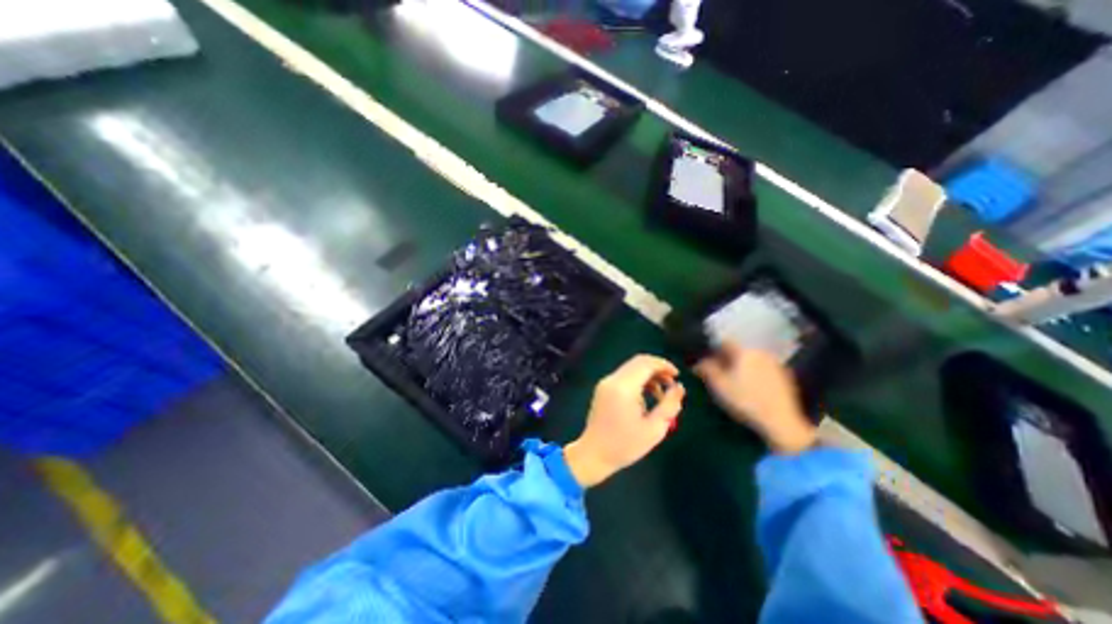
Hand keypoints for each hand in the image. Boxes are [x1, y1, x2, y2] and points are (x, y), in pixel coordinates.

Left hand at [568, 355, 681, 485]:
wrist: (594, 454)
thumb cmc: (625, 445)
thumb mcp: (654, 429)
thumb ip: (669, 405)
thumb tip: (679, 387)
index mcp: (624, 388)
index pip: (645, 364)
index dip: (663, 365)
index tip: (677, 376)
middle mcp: (613, 380)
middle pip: (638, 362)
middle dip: (657, 369)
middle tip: (671, 384)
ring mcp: (605, 383)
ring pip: (631, 368)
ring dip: (648, 376)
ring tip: (661, 395)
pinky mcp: (603, 388)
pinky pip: (624, 376)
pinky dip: (638, 381)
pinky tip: (646, 398)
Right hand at [692, 342, 814, 454]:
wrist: (782, 422)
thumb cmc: (745, 400)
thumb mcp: (719, 385)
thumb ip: (706, 369)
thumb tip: (698, 362)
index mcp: (744, 351)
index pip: (724, 342)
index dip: (712, 350)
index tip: (706, 362)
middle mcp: (760, 352)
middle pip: (738, 351)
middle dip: (727, 359)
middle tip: (718, 373)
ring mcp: (775, 364)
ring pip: (751, 360)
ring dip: (741, 367)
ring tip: (734, 383)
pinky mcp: (785, 377)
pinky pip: (763, 370)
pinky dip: (755, 375)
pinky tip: (751, 390)